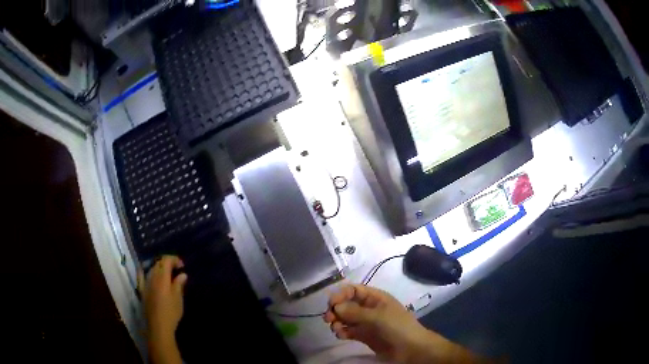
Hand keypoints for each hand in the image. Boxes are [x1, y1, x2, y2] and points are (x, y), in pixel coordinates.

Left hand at [139, 256, 187, 341]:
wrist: (158, 325)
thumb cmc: (171, 312)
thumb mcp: (178, 298)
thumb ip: (179, 284)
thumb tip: (182, 274)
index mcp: (162, 277)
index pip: (166, 260)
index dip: (174, 259)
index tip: (182, 266)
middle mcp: (152, 277)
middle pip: (158, 263)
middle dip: (167, 263)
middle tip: (176, 269)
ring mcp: (145, 283)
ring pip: (151, 269)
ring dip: (159, 268)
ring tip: (167, 274)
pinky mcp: (142, 290)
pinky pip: (141, 276)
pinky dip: (144, 271)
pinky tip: (145, 271)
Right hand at [324, 284, 430, 362]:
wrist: (410, 348)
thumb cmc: (397, 326)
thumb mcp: (378, 317)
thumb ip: (355, 312)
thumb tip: (336, 306)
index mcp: (375, 298)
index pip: (354, 290)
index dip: (341, 294)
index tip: (331, 304)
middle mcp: (368, 308)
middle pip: (346, 304)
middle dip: (336, 309)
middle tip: (328, 319)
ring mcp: (365, 322)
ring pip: (345, 318)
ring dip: (337, 322)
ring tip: (336, 329)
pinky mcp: (363, 335)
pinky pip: (348, 330)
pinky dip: (341, 332)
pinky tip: (341, 335)